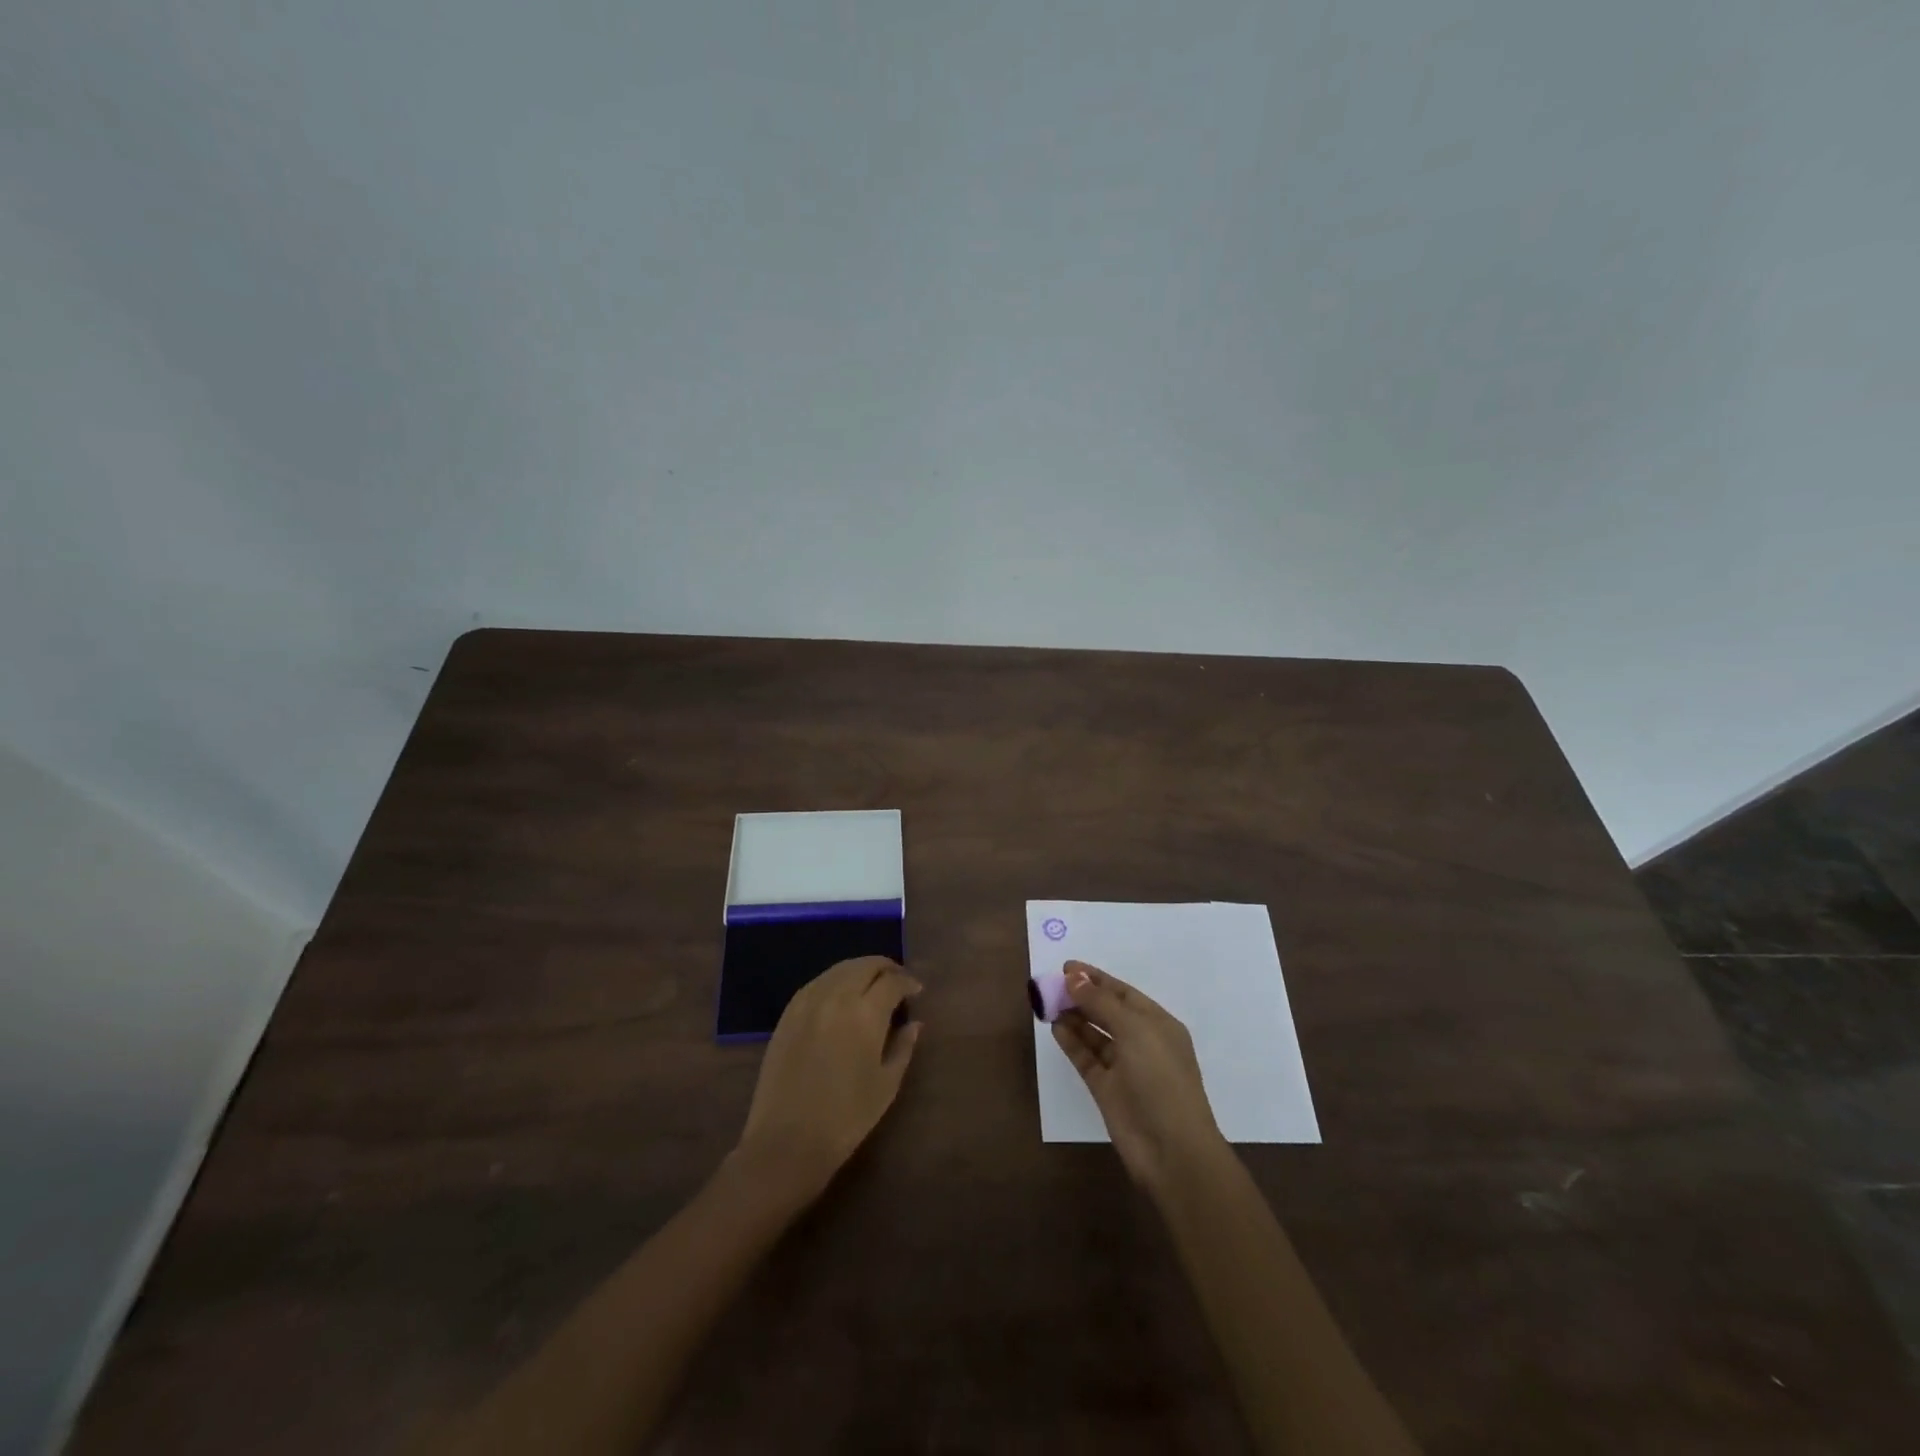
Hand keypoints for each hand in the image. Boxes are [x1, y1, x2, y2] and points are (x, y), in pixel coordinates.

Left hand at [735, 956, 921, 1205]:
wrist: (786, 1142)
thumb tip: (915, 1022)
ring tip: (872, 986)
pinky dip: (835, 980)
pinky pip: (817, 982)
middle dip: (886, 968)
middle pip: (865, 965)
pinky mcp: (788, 1013)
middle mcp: (836, 997)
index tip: (917, 992)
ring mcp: (808, 1002)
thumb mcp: (886, 1085)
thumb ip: (904, 1047)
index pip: (892, 981)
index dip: (908, 982)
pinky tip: (842, 995)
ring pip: (840, 969)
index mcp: (865, 1014)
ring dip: (861, 970)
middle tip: (898, 982)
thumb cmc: (846, 1119)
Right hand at [1052, 960, 1227, 1193]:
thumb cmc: (1161, 1079)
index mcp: (1158, 1024)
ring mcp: (1124, 1067)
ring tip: (1048, 1003)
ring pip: (1094, 1034)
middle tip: (1051, 985)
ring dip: (1074, 1017)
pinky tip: (1055, 1027)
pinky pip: (1086, 1058)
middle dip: (1082, 996)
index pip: (1123, 993)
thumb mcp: (1134, 1030)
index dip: (1096, 978)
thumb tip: (1073, 977)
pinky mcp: (1107, 1089)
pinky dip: (1072, 1042)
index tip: (1067, 967)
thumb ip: (1101, 1002)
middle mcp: (1142, 1042)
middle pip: (1107, 1011)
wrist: (1171, 1149)